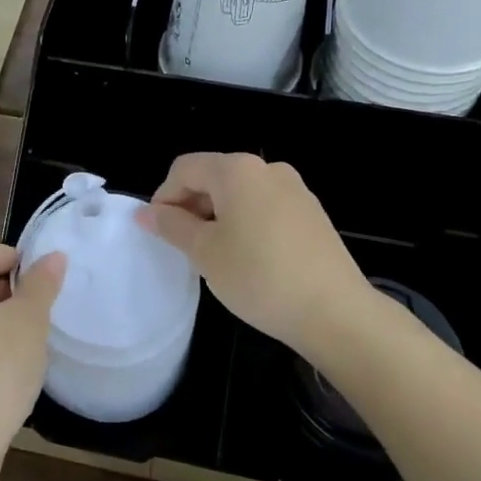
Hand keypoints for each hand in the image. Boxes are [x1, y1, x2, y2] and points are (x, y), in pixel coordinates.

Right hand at [140, 153, 370, 358]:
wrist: (335, 312)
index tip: (160, 233)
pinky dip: (246, 223)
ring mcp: (295, 190)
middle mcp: (268, 168)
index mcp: (237, 170)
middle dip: (191, 206)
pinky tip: (249, 259)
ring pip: (240, 194)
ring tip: (215, 256)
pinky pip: (265, 207)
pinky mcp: (312, 213)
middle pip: (214, 176)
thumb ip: (172, 226)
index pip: (185, 168)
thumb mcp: (205, 252)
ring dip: (218, 216)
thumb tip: (145, 213)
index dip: (164, 197)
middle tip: (184, 247)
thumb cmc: (259, 276)